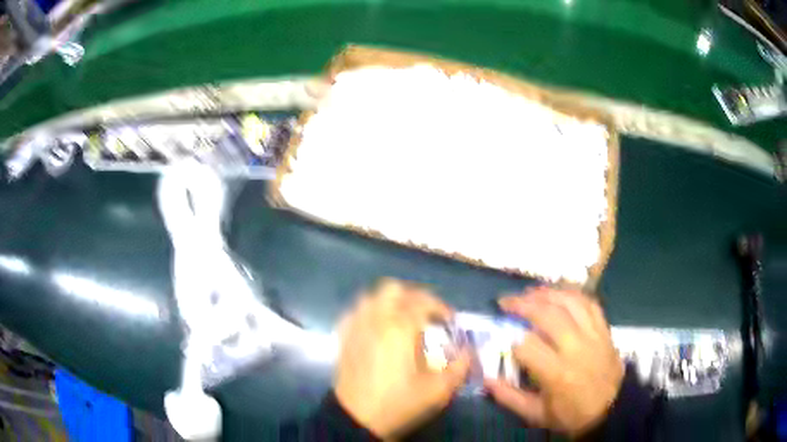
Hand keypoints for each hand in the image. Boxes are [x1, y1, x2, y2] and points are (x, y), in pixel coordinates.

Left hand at [334, 279, 470, 438]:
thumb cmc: (399, 403)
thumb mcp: (438, 391)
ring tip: (403, 319)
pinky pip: (356, 311)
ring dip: (390, 301)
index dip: (441, 307)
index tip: (449, 322)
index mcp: (400, 328)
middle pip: (394, 289)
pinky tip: (378, 327)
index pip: (423, 301)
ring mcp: (356, 326)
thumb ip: (460, 368)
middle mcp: (376, 319)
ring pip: (372, 296)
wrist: (356, 418)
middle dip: (414, 297)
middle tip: (426, 315)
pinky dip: (370, 311)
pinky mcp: (344, 337)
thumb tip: (469, 352)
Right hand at [485, 288, 623, 436]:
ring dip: (547, 293)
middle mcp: (576, 348)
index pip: (527, 345)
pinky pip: (590, 303)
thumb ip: (509, 397)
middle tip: (506, 301)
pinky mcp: (604, 330)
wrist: (612, 409)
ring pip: (570, 302)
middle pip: (548, 315)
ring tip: (530, 292)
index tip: (501, 338)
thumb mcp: (536, 414)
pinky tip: (560, 293)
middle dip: (523, 304)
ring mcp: (593, 335)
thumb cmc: (571, 414)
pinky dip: (573, 294)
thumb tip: (486, 379)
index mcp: (557, 373)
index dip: (510, 338)